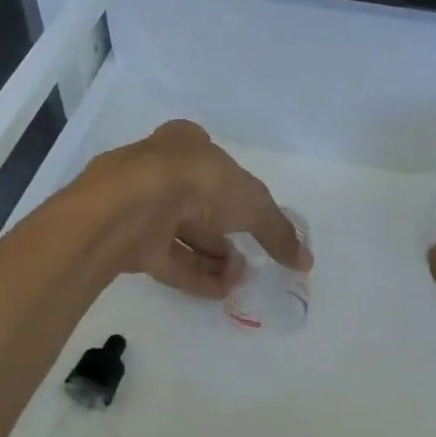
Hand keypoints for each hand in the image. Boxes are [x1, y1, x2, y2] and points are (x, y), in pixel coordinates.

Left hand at [75, 120, 310, 298]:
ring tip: (241, 281)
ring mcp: (142, 207)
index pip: (216, 165)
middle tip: (251, 261)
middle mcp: (162, 171)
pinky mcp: (129, 241)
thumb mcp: (253, 204)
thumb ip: (279, 232)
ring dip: (216, 259)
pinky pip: (169, 260)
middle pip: (201, 206)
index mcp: (187, 143)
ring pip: (184, 236)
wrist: (133, 205)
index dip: (238, 192)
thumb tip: (306, 262)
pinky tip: (221, 293)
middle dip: (228, 236)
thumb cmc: (199, 183)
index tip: (254, 220)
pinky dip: (195, 276)